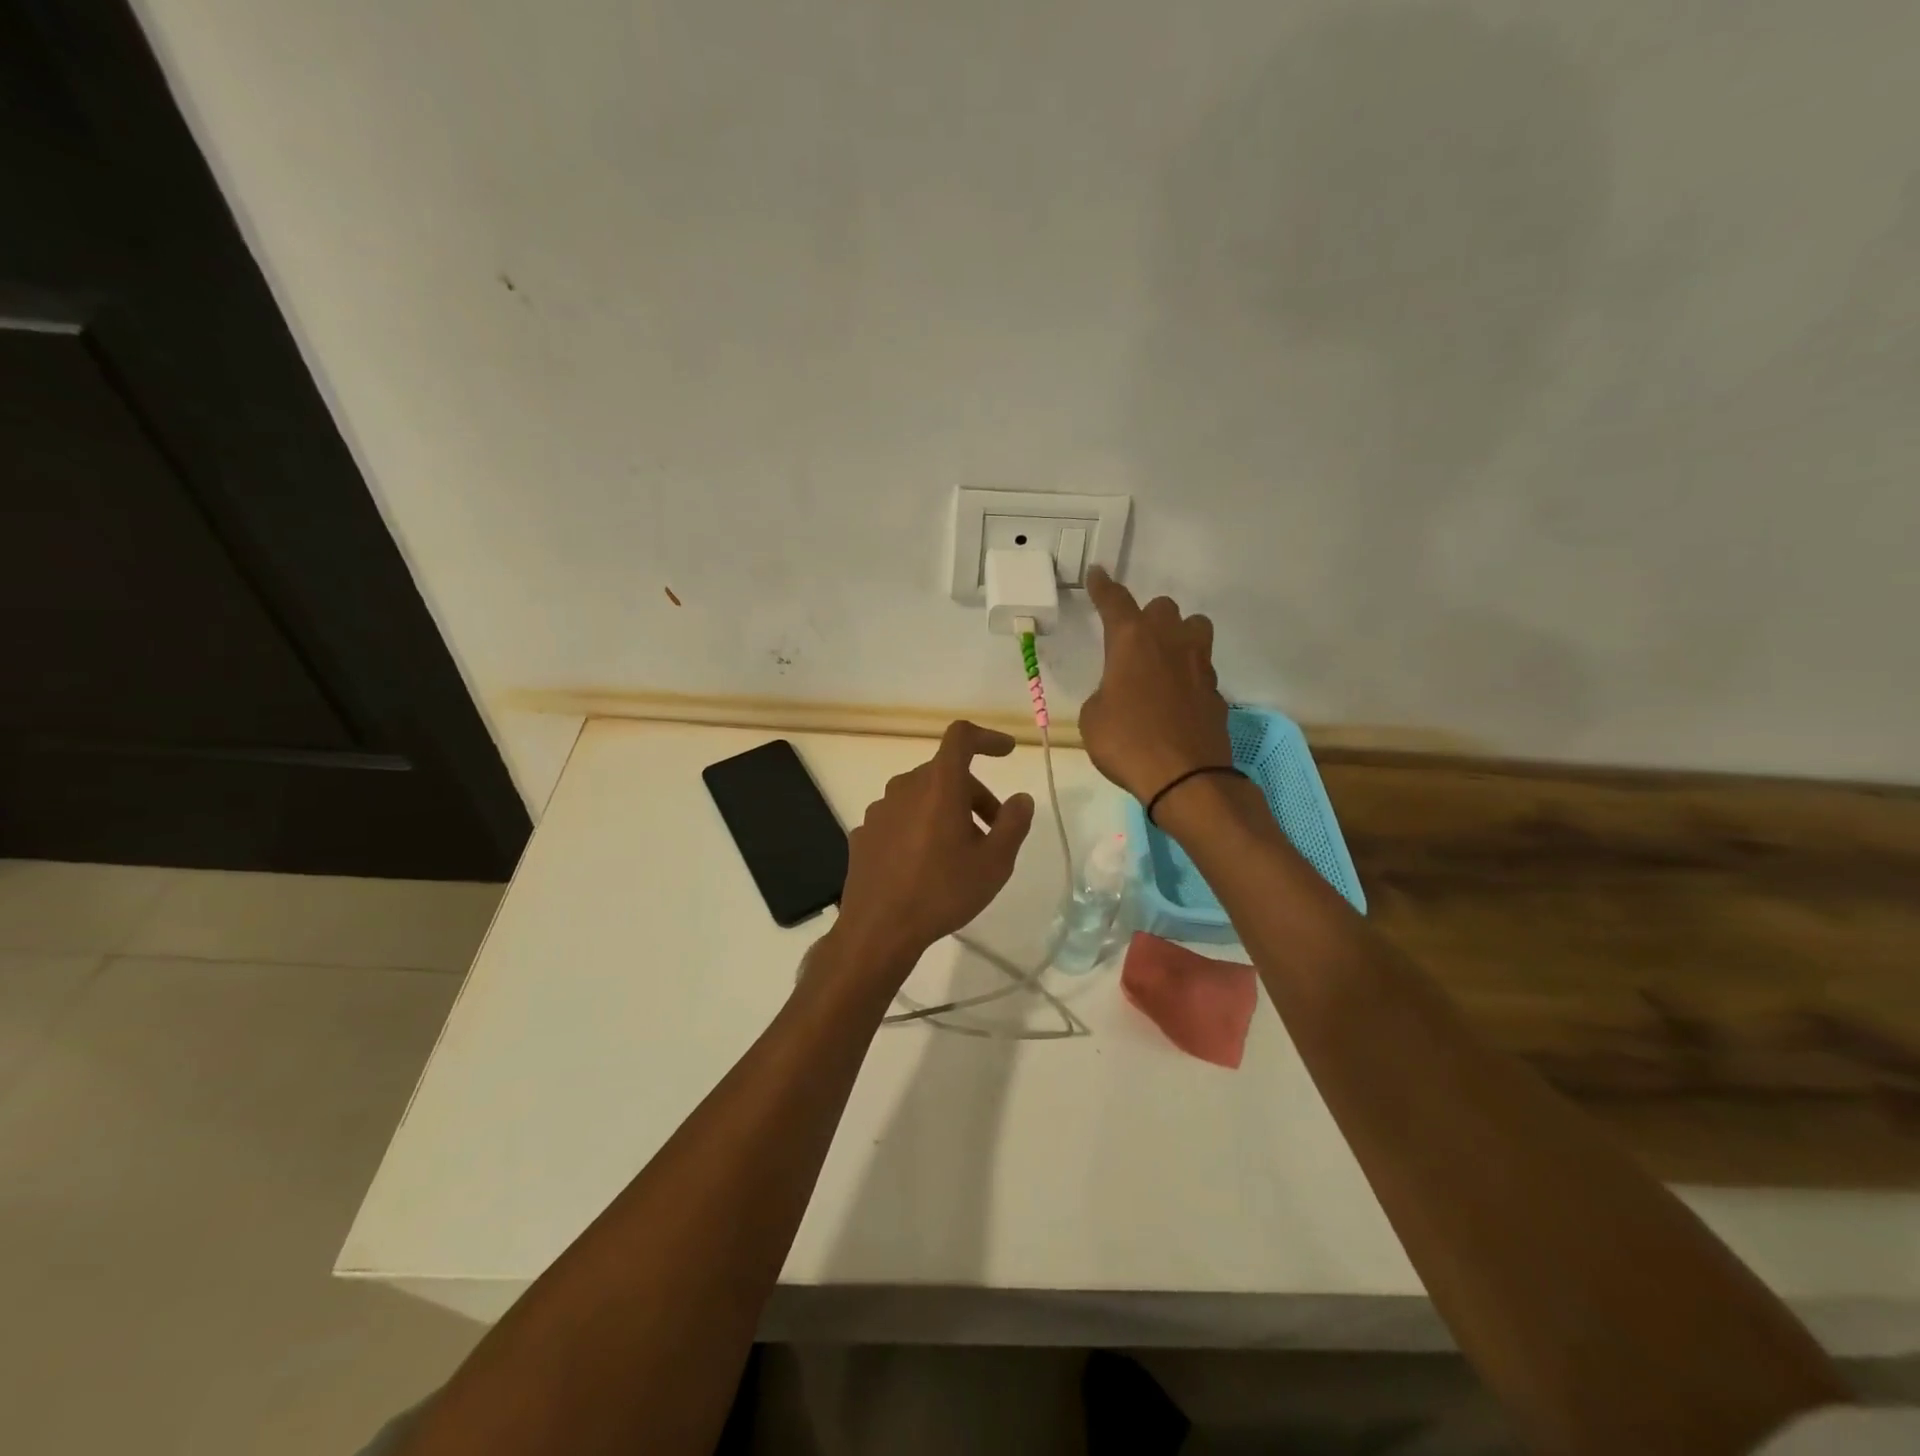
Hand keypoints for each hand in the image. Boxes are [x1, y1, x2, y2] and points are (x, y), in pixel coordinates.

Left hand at [830, 721, 1035, 974]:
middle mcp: (904, 787)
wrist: (878, 930)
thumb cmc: (943, 891)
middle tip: (994, 830)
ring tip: (960, 852)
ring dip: (946, 812)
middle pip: (945, 773)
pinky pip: (900, 818)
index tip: (1006, 751)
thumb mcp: (994, 862)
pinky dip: (920, 828)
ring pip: (921, 796)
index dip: (986, 738)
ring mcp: (879, 810)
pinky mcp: (865, 834)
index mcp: (938, 785)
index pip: (961, 737)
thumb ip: (1014, 823)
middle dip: (975, 794)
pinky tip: (926, 864)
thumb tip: (1020, 799)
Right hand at [1081, 566, 1232, 803]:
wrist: (1186, 778)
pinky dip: (1188, 675)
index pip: (1115, 602)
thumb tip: (1119, 693)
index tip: (1098, 574)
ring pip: (1195, 628)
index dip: (1104, 587)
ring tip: (1163, 660)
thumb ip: (1104, 693)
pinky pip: (1202, 669)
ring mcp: (1199, 666)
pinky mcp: (1217, 692)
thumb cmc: (1126, 743)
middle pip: (1163, 607)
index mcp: (1132, 642)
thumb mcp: (1093, 718)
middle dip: (1147, 617)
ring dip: (1178, 635)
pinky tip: (1176, 700)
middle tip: (1133, 641)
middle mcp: (1169, 643)